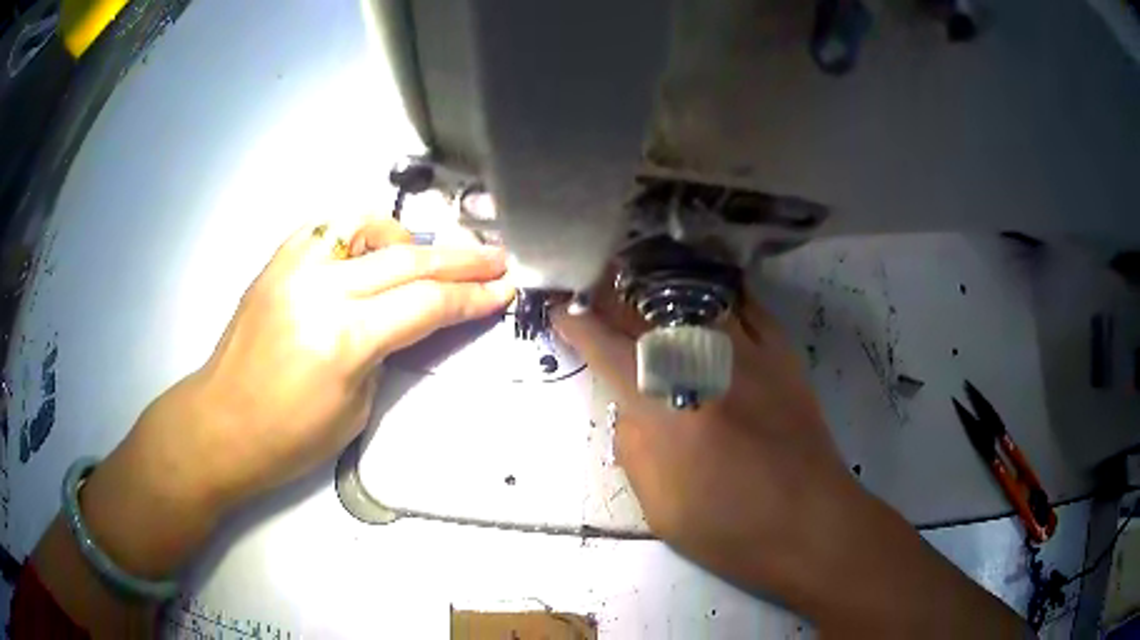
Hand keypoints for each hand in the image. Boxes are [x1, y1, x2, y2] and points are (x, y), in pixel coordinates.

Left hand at [71, 218, 513, 579]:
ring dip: (408, 237)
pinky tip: (371, 249)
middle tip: (496, 258)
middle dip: (461, 259)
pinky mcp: (277, 261)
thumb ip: (387, 351)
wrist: (220, 423)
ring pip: (367, 226)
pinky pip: (328, 229)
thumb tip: (409, 318)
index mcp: (345, 338)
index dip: (472, 298)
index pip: (426, 304)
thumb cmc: (289, 438)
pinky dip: (360, 233)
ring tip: (430, 255)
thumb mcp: (356, 407)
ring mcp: (294, 266)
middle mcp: (321, 288)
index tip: (504, 291)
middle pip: (408, 258)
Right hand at [554, 288, 1024, 635]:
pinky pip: (743, 305)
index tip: (561, 311)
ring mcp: (747, 352)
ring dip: (657, 287)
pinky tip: (703, 295)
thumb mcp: (657, 504)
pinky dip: (716, 296)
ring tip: (638, 280)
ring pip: (692, 296)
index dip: (576, 323)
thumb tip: (630, 403)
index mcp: (664, 409)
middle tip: (594, 288)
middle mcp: (703, 365)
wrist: (808, 523)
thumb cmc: (728, 528)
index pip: (605, 347)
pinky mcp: (781, 352)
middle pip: (645, 311)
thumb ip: (634, 443)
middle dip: (611, 295)